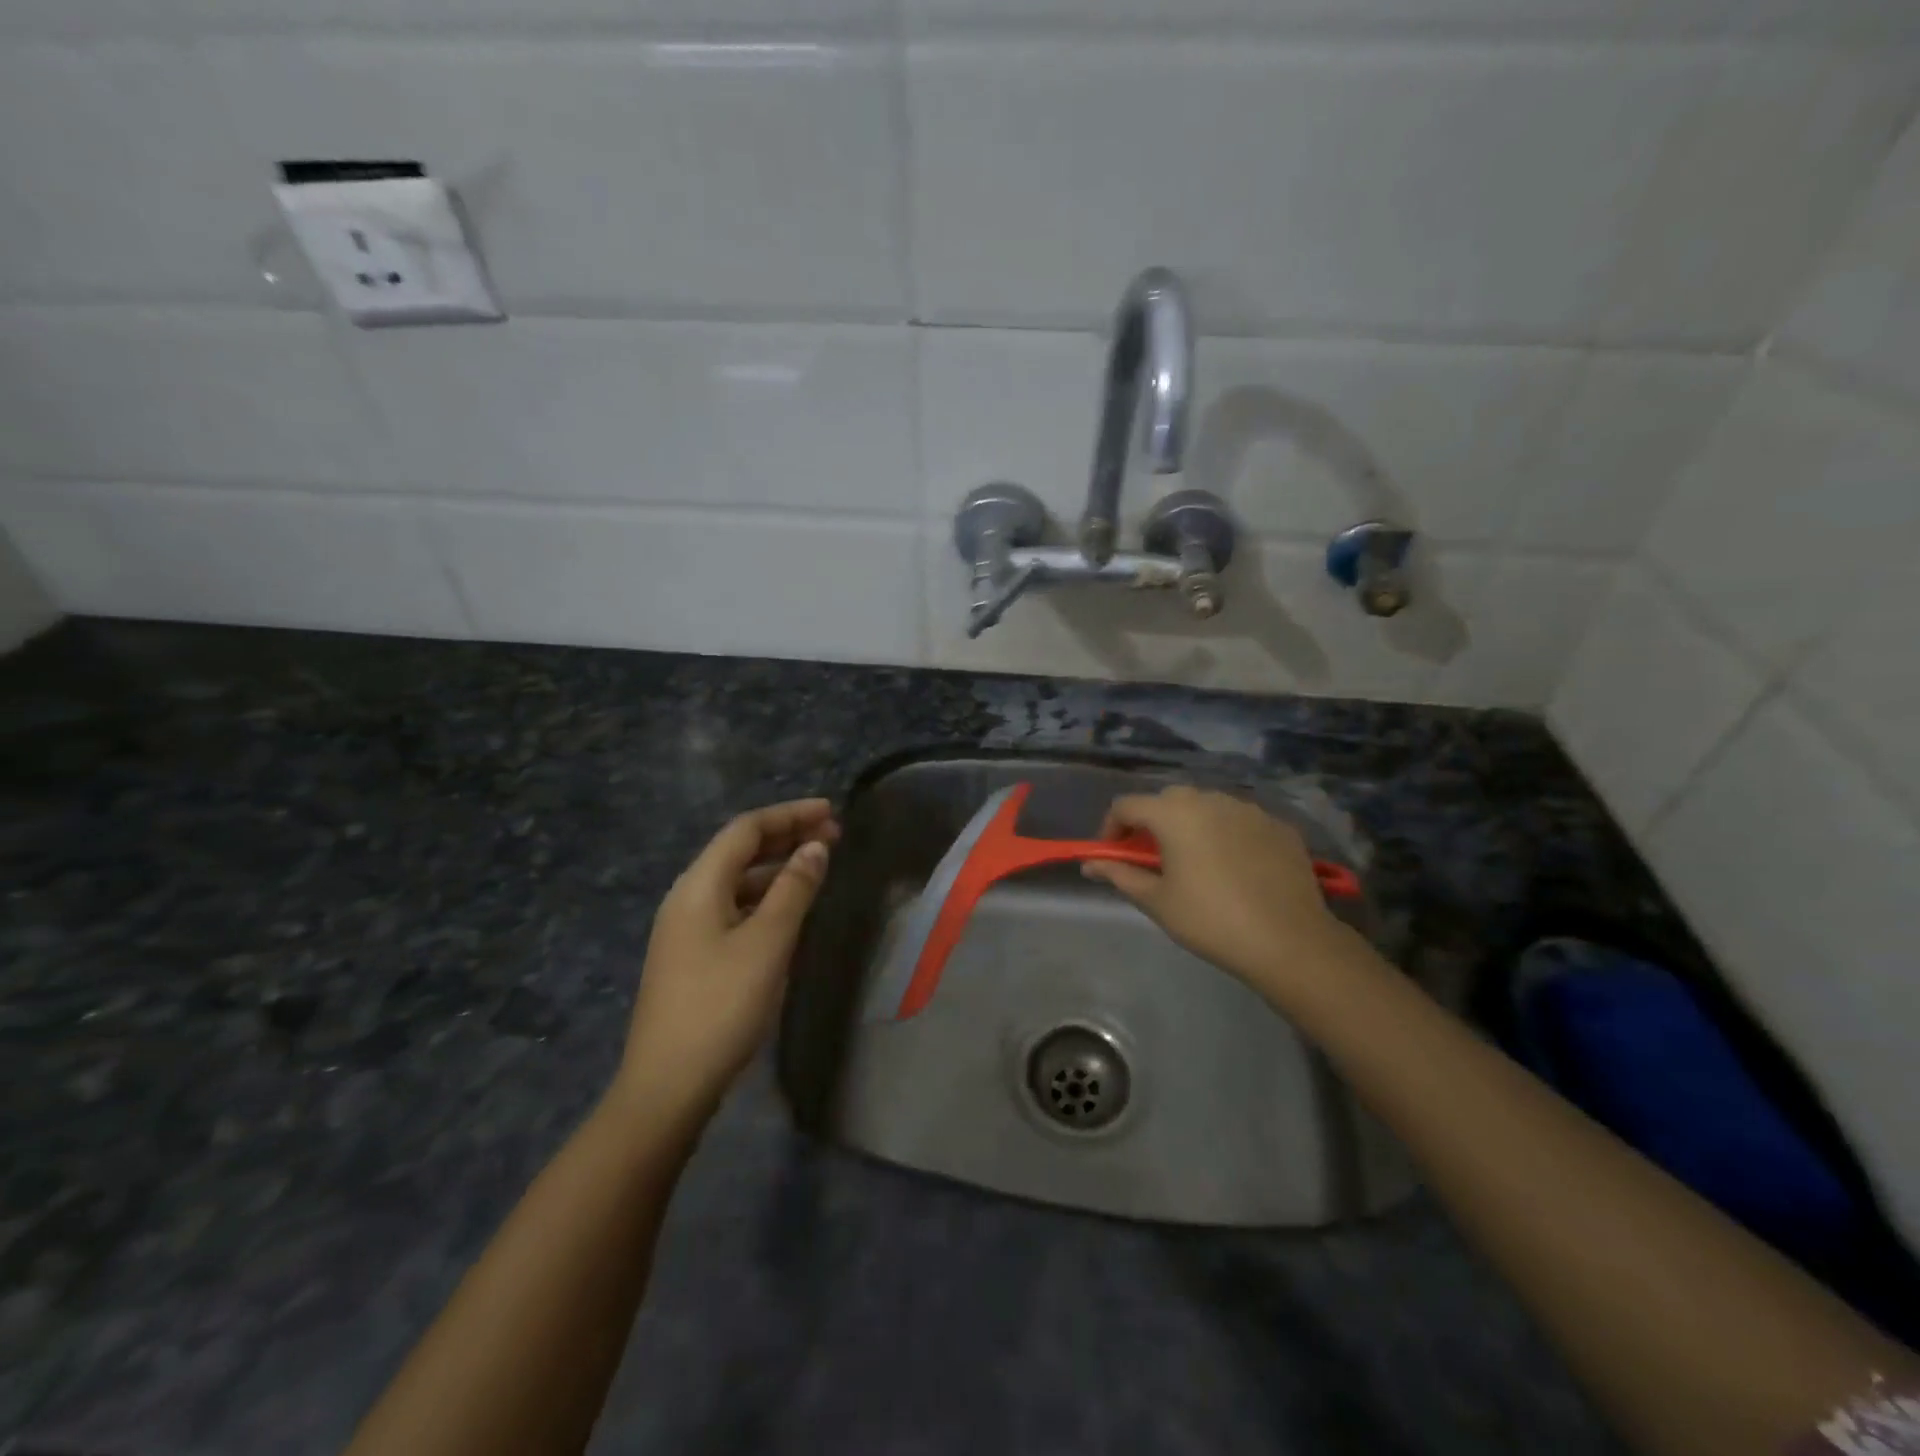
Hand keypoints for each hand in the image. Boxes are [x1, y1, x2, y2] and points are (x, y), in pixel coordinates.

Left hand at [615, 799, 838, 1126]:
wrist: (668, 1086)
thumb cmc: (722, 1006)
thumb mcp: (767, 943)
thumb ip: (794, 889)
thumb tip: (816, 847)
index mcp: (698, 886)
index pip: (746, 829)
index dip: (790, 815)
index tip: (831, 812)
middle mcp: (687, 898)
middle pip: (739, 851)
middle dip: (786, 837)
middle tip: (833, 836)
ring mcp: (686, 930)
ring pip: (737, 881)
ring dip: (777, 868)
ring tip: (818, 867)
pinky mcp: (692, 957)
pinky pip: (733, 908)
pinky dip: (765, 897)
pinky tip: (789, 911)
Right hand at [1081, 786, 1355, 1005]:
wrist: (1289, 941)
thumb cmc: (1211, 921)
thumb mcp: (1157, 901)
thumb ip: (1120, 874)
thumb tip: (1090, 864)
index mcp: (1174, 814)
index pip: (1126, 805)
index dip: (1111, 828)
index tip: (1112, 856)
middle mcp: (1210, 799)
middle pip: (1167, 800)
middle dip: (1152, 823)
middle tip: (1152, 859)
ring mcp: (1249, 809)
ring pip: (1207, 806)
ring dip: (1191, 825)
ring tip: (1195, 862)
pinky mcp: (1278, 825)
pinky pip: (1240, 821)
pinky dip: (1227, 834)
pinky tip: (1235, 868)